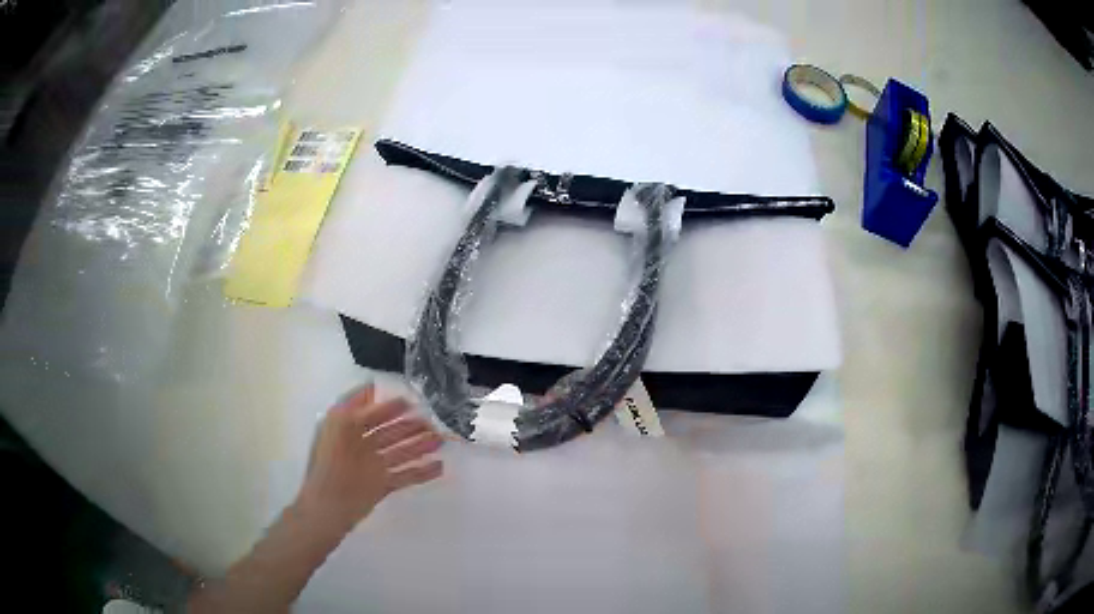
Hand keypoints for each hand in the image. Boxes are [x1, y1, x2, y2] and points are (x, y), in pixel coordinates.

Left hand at [294, 386, 443, 534]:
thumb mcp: (339, 424)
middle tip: (432, 423)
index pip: (373, 414)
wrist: (329, 505)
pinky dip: (423, 472)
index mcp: (350, 430)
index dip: (391, 407)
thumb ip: (356, 405)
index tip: (412, 401)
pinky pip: (406, 475)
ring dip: (421, 446)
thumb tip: (372, 388)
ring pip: (402, 452)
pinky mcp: (383, 485)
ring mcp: (374, 466)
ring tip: (440, 441)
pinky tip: (439, 467)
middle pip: (391, 433)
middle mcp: (363, 446)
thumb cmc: (330, 461)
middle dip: (411, 426)